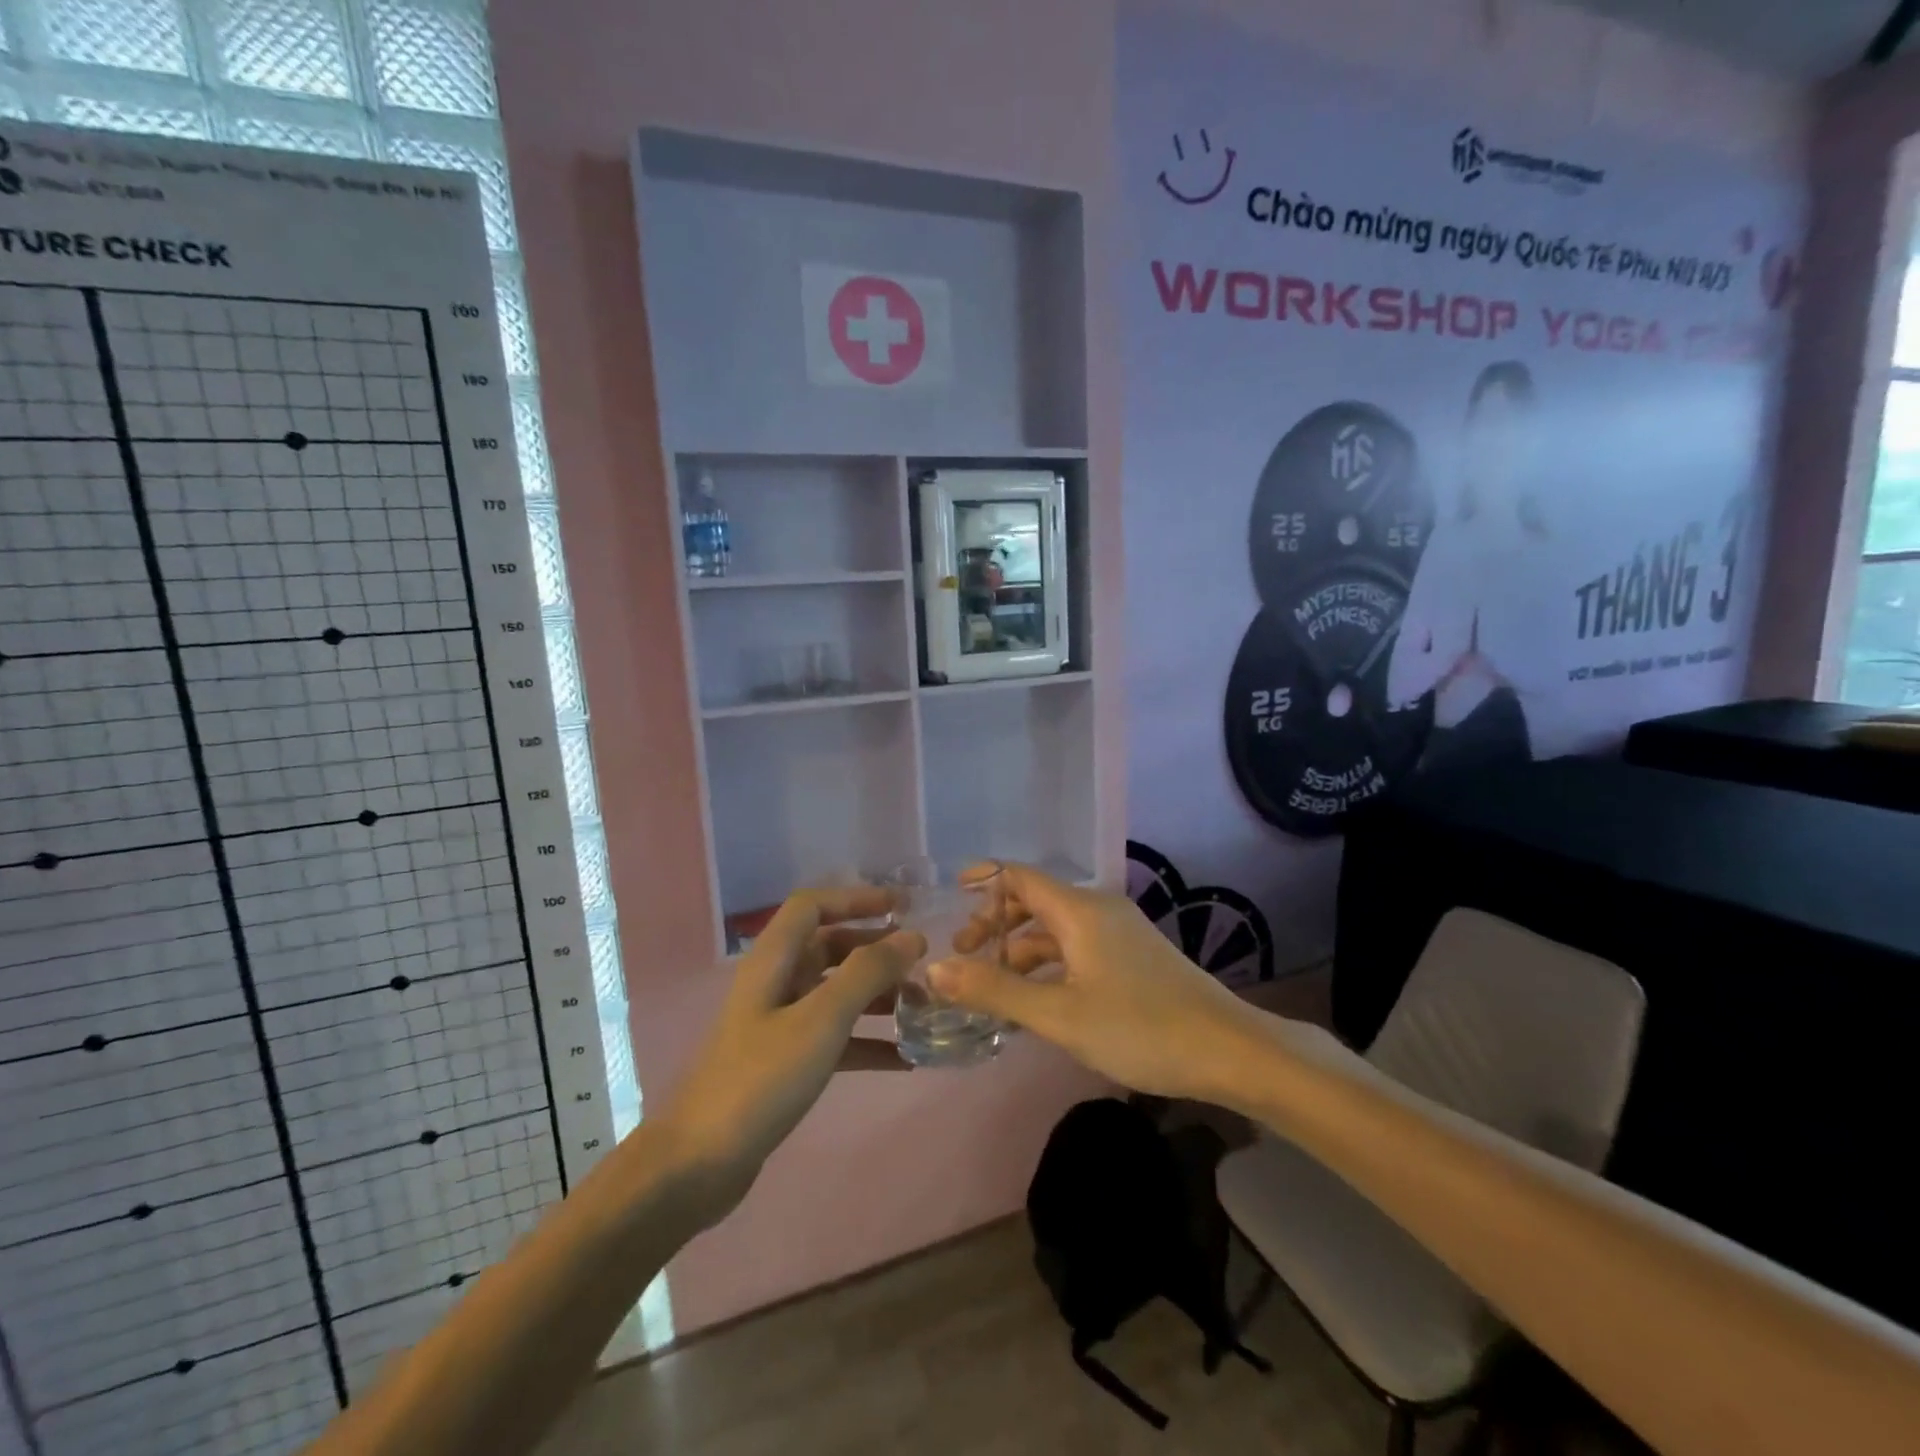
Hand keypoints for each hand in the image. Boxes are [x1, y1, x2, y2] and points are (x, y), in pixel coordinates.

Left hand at [661, 886, 923, 1214]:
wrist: (697, 1165)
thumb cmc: (760, 1079)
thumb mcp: (821, 1019)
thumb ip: (868, 973)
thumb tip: (912, 935)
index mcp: (774, 960)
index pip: (813, 906)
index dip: (855, 898)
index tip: (902, 907)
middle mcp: (776, 983)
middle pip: (830, 948)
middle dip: (876, 950)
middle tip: (922, 962)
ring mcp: (779, 1025)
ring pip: (836, 993)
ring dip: (878, 995)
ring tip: (923, 1008)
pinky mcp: (785, 1063)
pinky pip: (836, 1039)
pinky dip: (868, 1042)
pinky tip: (906, 1060)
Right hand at [931, 864, 1260, 1102]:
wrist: (1229, 1050)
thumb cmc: (1139, 1027)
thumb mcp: (1059, 1015)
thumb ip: (995, 990)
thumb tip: (935, 968)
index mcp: (1079, 910)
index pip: (1019, 876)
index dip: (983, 881)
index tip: (949, 899)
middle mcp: (1098, 910)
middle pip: (1034, 901)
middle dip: (995, 923)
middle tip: (964, 958)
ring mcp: (1118, 933)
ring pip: (1055, 929)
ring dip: (1019, 950)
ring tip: (991, 987)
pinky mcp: (1132, 957)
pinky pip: (1076, 948)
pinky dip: (1047, 964)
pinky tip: (1035, 999)